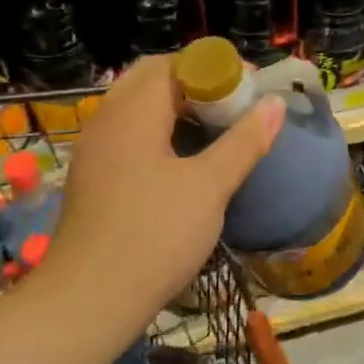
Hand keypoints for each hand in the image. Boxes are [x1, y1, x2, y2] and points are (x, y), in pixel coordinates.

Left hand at [44, 56, 284, 325]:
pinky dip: (158, 132)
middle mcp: (107, 120)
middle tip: (232, 106)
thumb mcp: (209, 187)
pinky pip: (128, 134)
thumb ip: (244, 141)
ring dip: (176, 108)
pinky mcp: (92, 177)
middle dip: (195, 83)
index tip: (250, 88)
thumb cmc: (155, 235)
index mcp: (133, 112)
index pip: (173, 63)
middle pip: (151, 79)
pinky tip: (183, 162)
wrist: (89, 301)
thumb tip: (273, 104)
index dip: (215, 67)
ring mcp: (95, 150)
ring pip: (137, 107)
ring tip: (215, 131)